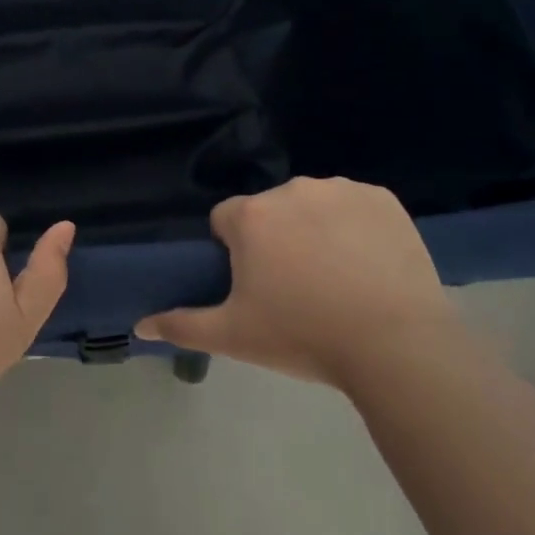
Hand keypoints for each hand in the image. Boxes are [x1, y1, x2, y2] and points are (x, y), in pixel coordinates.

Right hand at [136, 177, 453, 386]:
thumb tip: (139, 325)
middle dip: (276, 239)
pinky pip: (356, 206)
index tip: (255, 285)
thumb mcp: (234, 337)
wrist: (395, 345)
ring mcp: (340, 189)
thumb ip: (182, 324)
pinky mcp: (382, 198)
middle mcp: (291, 189)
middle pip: (271, 210)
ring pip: (313, 205)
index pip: (226, 220)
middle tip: (297, 288)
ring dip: (316, 229)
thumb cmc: (304, 336)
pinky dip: (357, 227)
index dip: (235, 252)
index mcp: (251, 217)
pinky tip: (370, 264)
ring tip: (339, 279)